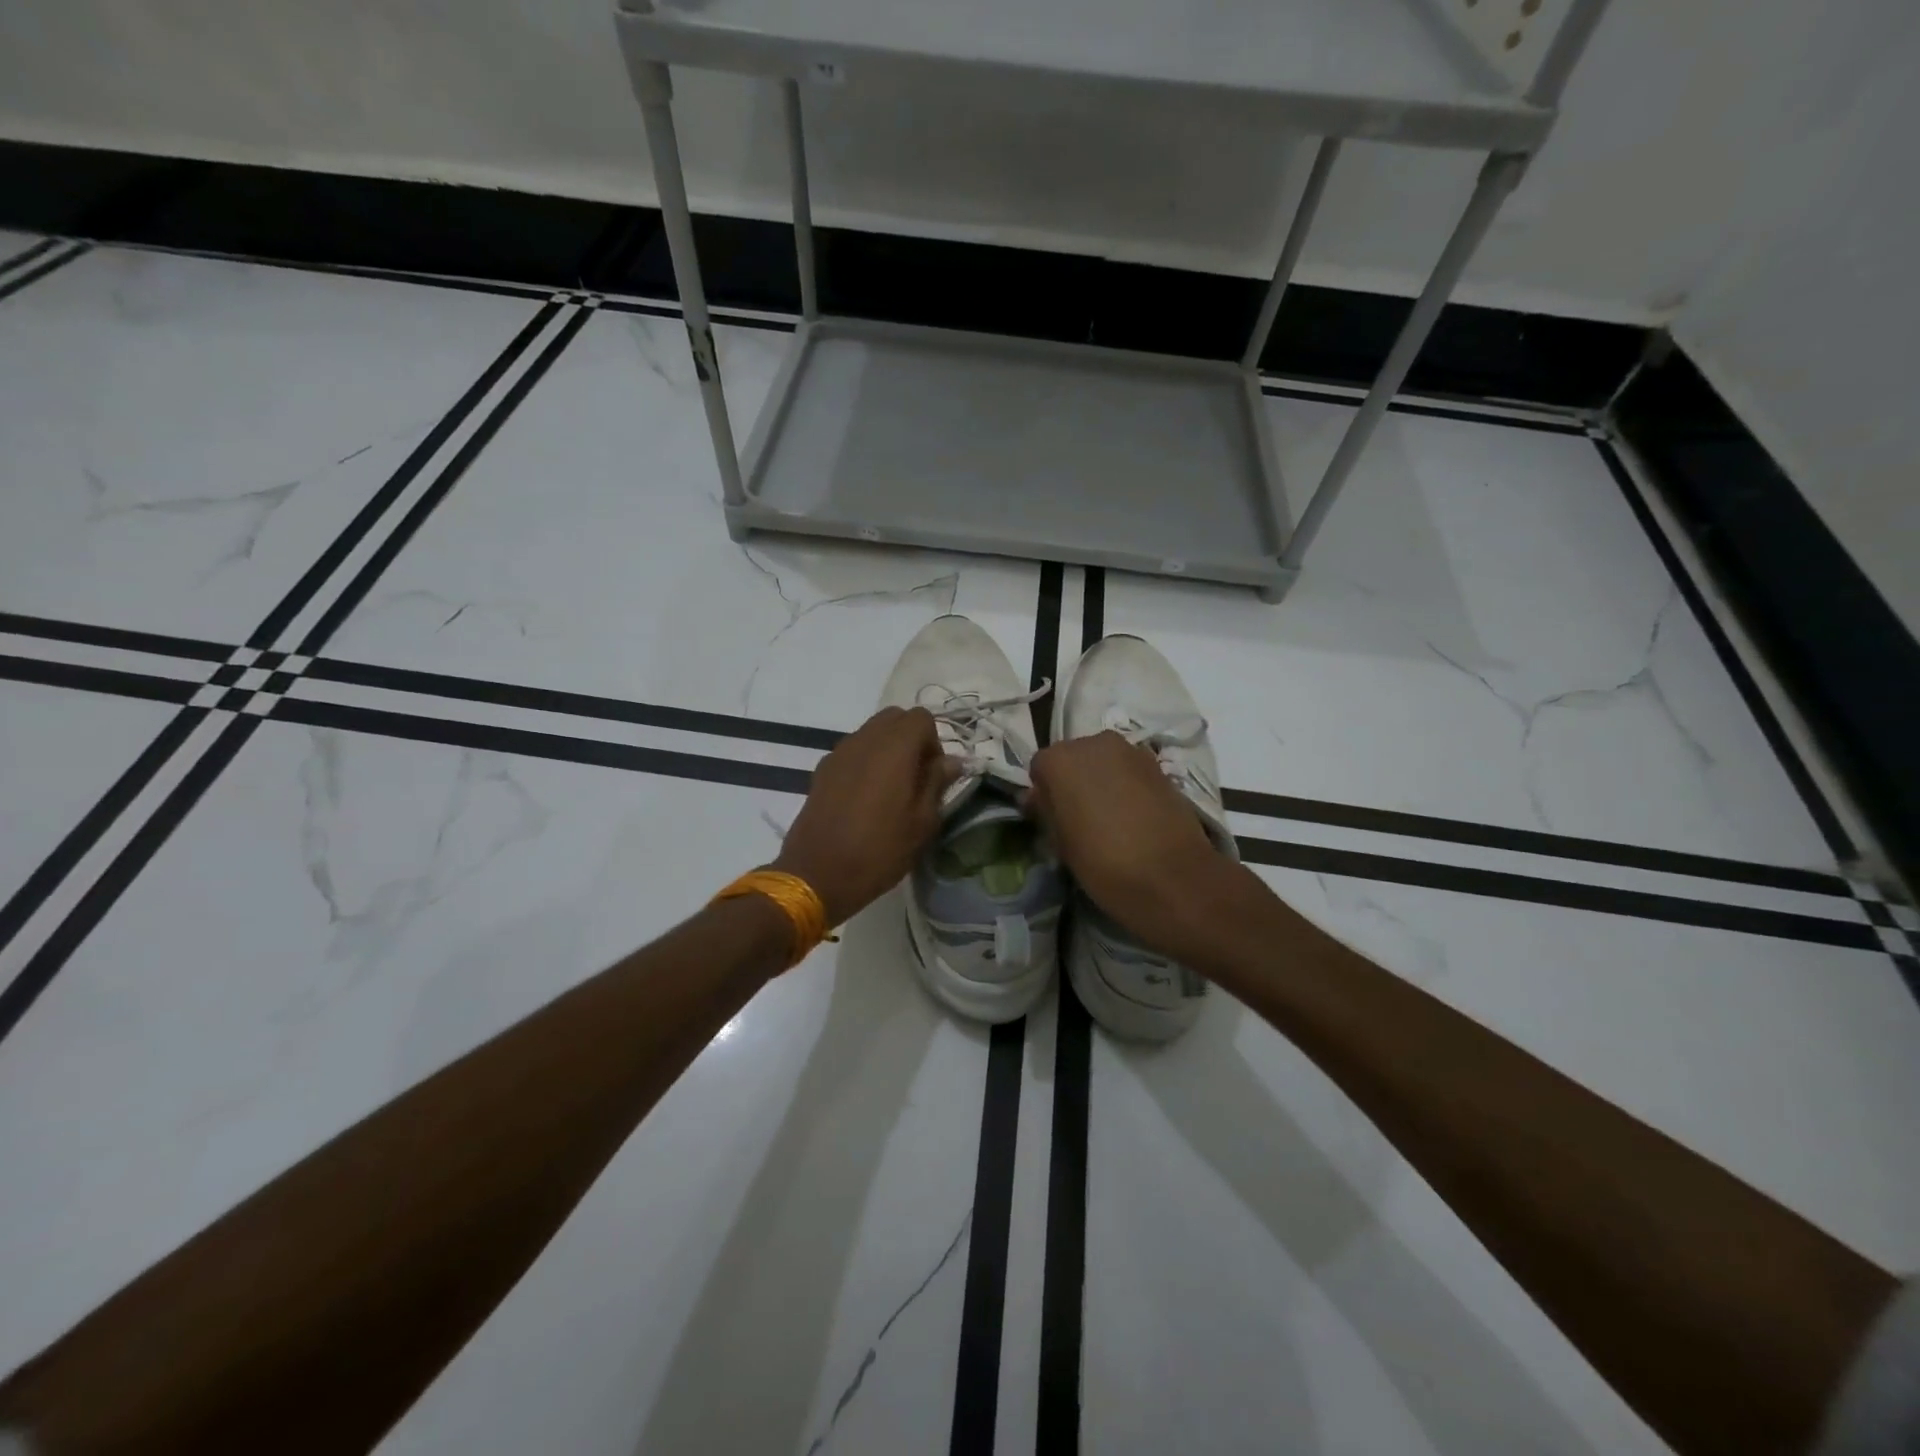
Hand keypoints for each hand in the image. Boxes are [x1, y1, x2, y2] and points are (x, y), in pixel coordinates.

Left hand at [774, 706, 955, 924]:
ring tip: (891, 790)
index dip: (934, 741)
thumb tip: (951, 761)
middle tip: (916, 778)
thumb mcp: (922, 823)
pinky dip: (866, 761)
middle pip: (895, 718)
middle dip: (911, 739)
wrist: (816, 874)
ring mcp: (839, 752)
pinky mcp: (822, 769)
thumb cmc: (879, 850)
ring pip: (871, 732)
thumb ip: (937, 783)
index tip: (934, 775)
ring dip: (887, 749)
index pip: (922, 718)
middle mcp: (865, 739)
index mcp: (894, 747)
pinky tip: (865, 798)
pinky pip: (852, 751)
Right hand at [1026, 730, 1227, 956]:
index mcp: (1060, 759)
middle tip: (1078, 818)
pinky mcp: (1159, 767)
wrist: (1172, 877)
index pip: (1040, 768)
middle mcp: (1095, 743)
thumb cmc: (1103, 863)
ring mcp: (1131, 751)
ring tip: (1108, 819)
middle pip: (1074, 758)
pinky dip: (1126, 786)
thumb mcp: (1060, 843)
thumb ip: (1046, 811)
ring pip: (1104, 762)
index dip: (1044, 794)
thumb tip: (1037, 798)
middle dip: (1073, 781)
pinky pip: (1130, 771)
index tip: (1051, 819)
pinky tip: (1132, 817)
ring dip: (1101, 782)